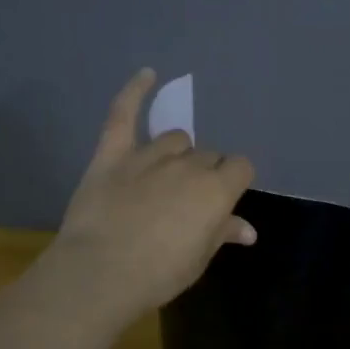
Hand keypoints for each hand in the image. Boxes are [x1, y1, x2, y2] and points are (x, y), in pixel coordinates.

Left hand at [49, 69, 255, 322]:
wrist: (101, 274)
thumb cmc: (159, 274)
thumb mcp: (199, 259)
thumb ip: (223, 233)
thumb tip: (248, 229)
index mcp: (216, 190)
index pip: (240, 168)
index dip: (234, 182)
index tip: (223, 201)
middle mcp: (188, 165)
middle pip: (208, 156)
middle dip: (205, 174)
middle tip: (188, 202)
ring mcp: (149, 155)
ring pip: (176, 139)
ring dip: (178, 154)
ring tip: (166, 177)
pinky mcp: (113, 154)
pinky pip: (124, 114)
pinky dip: (135, 92)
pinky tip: (148, 74)